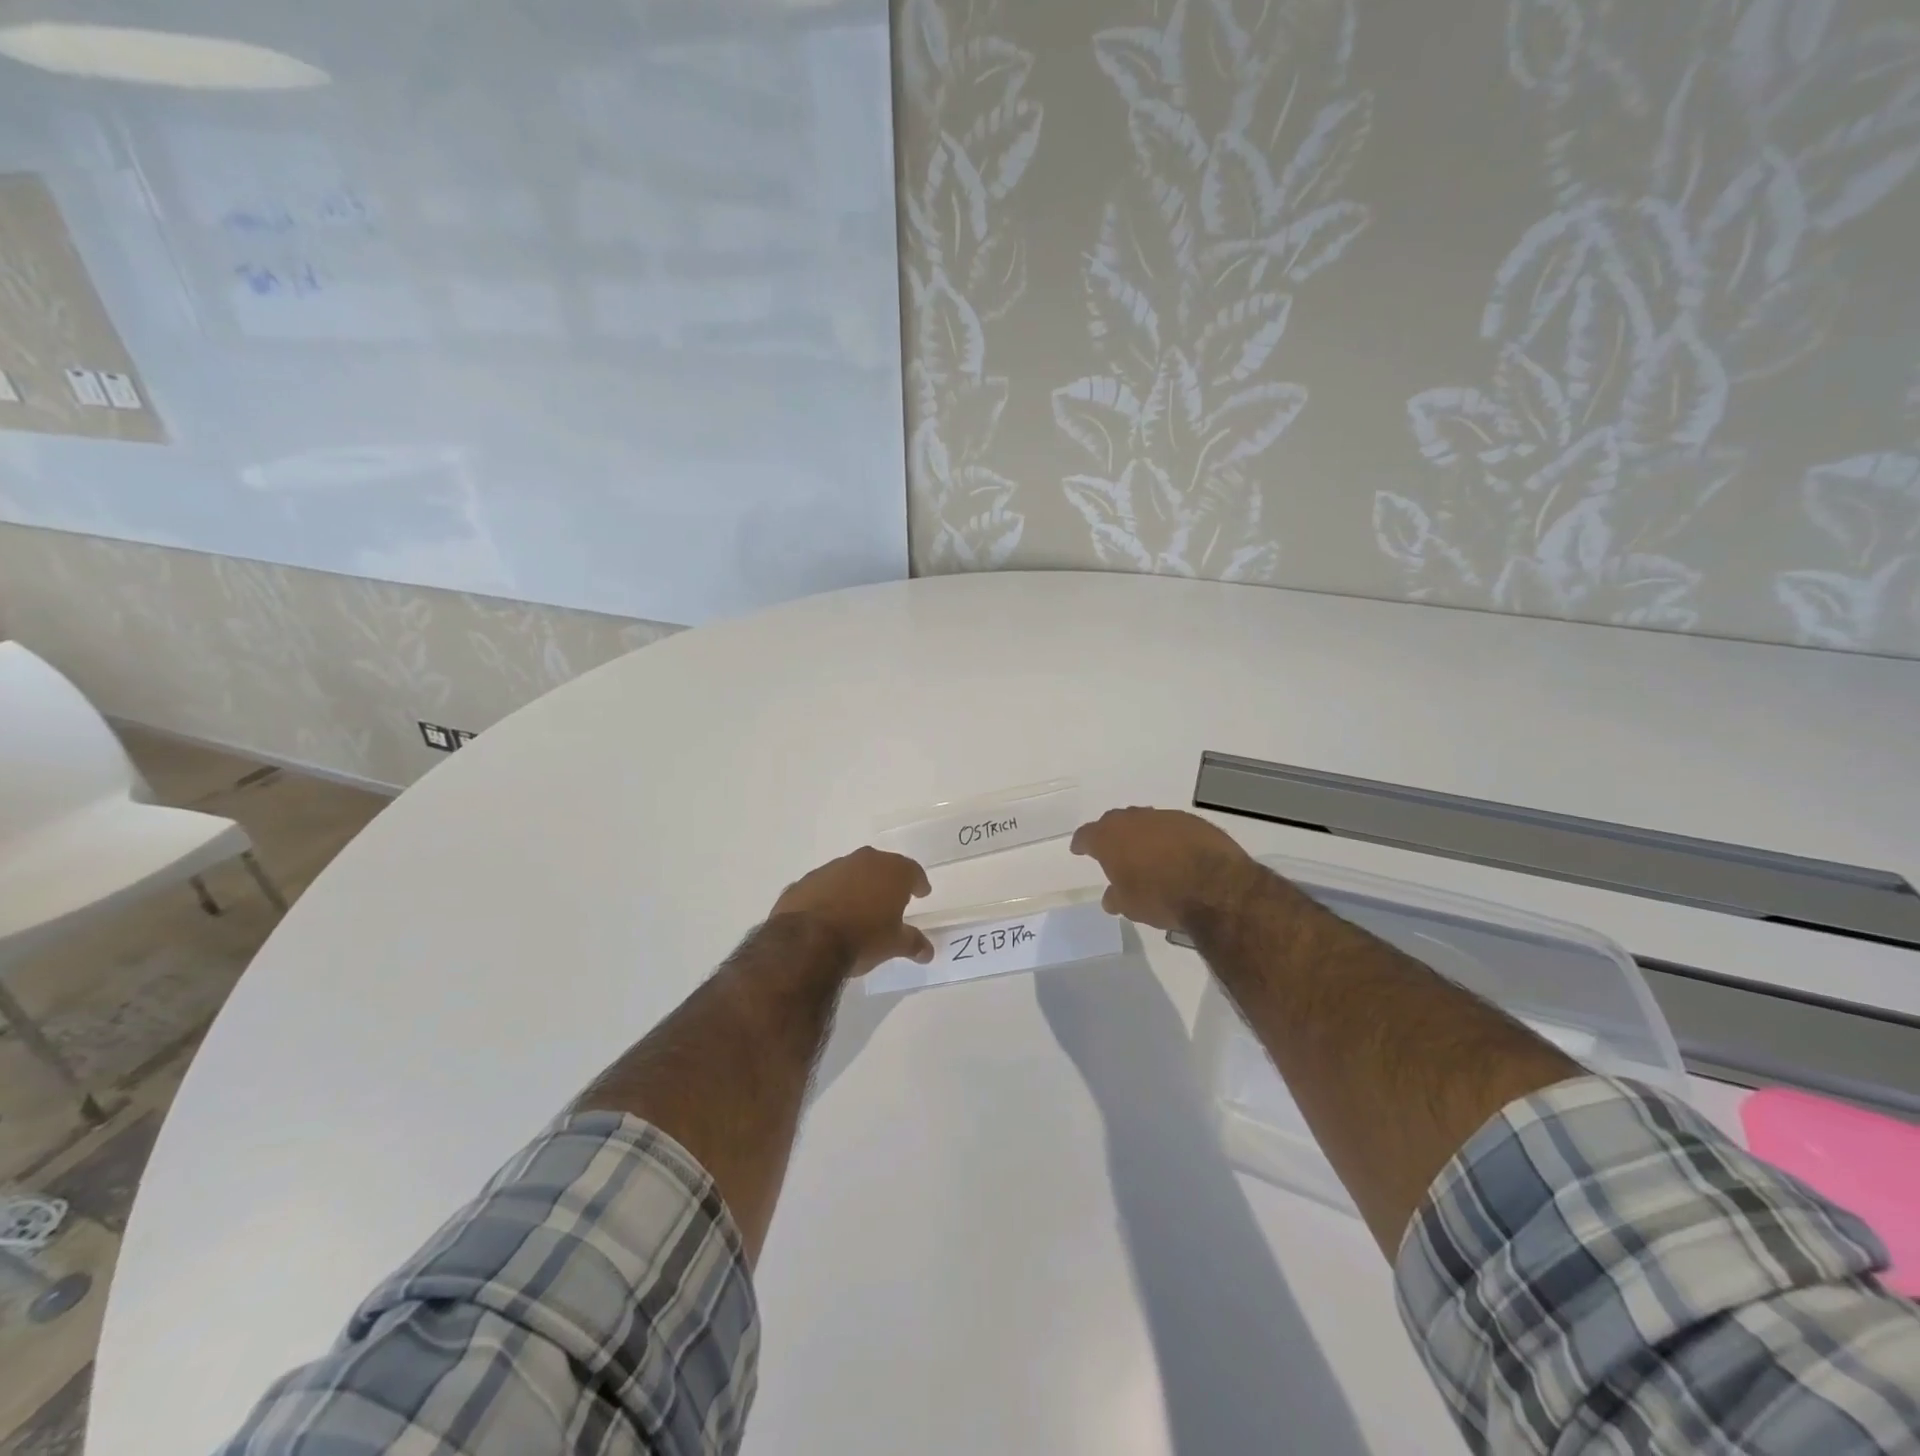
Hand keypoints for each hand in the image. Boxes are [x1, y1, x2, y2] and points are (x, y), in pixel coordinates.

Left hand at [771, 846, 933, 976]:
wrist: (807, 941)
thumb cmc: (863, 938)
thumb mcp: (894, 944)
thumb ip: (913, 943)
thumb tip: (928, 951)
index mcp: (891, 871)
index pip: (912, 871)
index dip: (918, 883)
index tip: (922, 893)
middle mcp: (863, 861)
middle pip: (881, 866)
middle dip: (887, 881)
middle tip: (891, 898)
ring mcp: (831, 868)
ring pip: (850, 873)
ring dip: (856, 886)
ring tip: (858, 908)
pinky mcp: (805, 881)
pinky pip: (824, 886)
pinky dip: (829, 896)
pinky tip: (828, 914)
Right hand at [1070, 807, 1261, 931]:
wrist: (1214, 886)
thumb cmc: (1160, 897)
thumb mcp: (1130, 906)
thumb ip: (1116, 897)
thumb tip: (1111, 897)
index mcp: (1109, 838)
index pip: (1087, 835)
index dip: (1082, 843)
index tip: (1079, 849)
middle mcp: (1133, 820)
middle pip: (1115, 822)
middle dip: (1112, 834)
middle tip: (1113, 850)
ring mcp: (1164, 817)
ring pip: (1145, 821)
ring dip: (1143, 835)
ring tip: (1147, 854)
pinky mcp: (1192, 821)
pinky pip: (1172, 827)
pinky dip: (1169, 838)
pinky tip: (1175, 854)